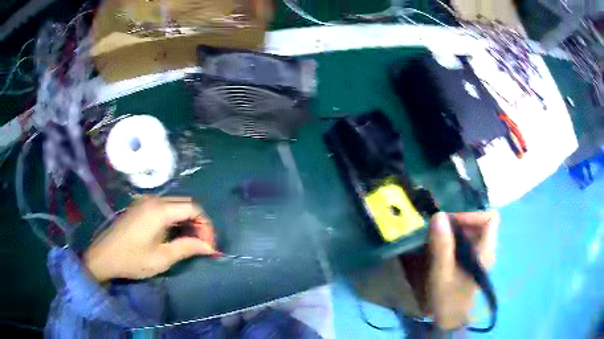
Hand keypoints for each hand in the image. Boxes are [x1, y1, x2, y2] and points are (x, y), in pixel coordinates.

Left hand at [84, 196, 215, 282]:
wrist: (104, 256)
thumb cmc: (132, 259)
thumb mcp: (162, 258)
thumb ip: (187, 248)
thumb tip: (210, 248)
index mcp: (159, 210)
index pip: (193, 208)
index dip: (206, 226)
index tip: (209, 246)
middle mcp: (153, 199)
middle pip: (186, 204)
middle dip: (199, 223)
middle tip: (202, 245)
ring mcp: (145, 201)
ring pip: (176, 205)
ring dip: (187, 221)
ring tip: (191, 242)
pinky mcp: (140, 206)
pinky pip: (165, 207)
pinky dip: (175, 219)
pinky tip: (174, 234)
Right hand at [428, 211, 498, 329]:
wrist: (450, 320)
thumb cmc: (448, 297)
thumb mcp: (442, 273)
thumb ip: (441, 245)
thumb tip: (438, 215)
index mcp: (485, 250)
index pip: (490, 218)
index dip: (472, 215)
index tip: (452, 223)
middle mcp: (487, 249)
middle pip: (480, 223)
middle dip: (460, 223)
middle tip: (439, 232)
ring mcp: (481, 256)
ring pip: (473, 232)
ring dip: (456, 232)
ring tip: (438, 240)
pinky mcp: (473, 262)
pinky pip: (468, 242)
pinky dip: (455, 240)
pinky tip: (442, 250)